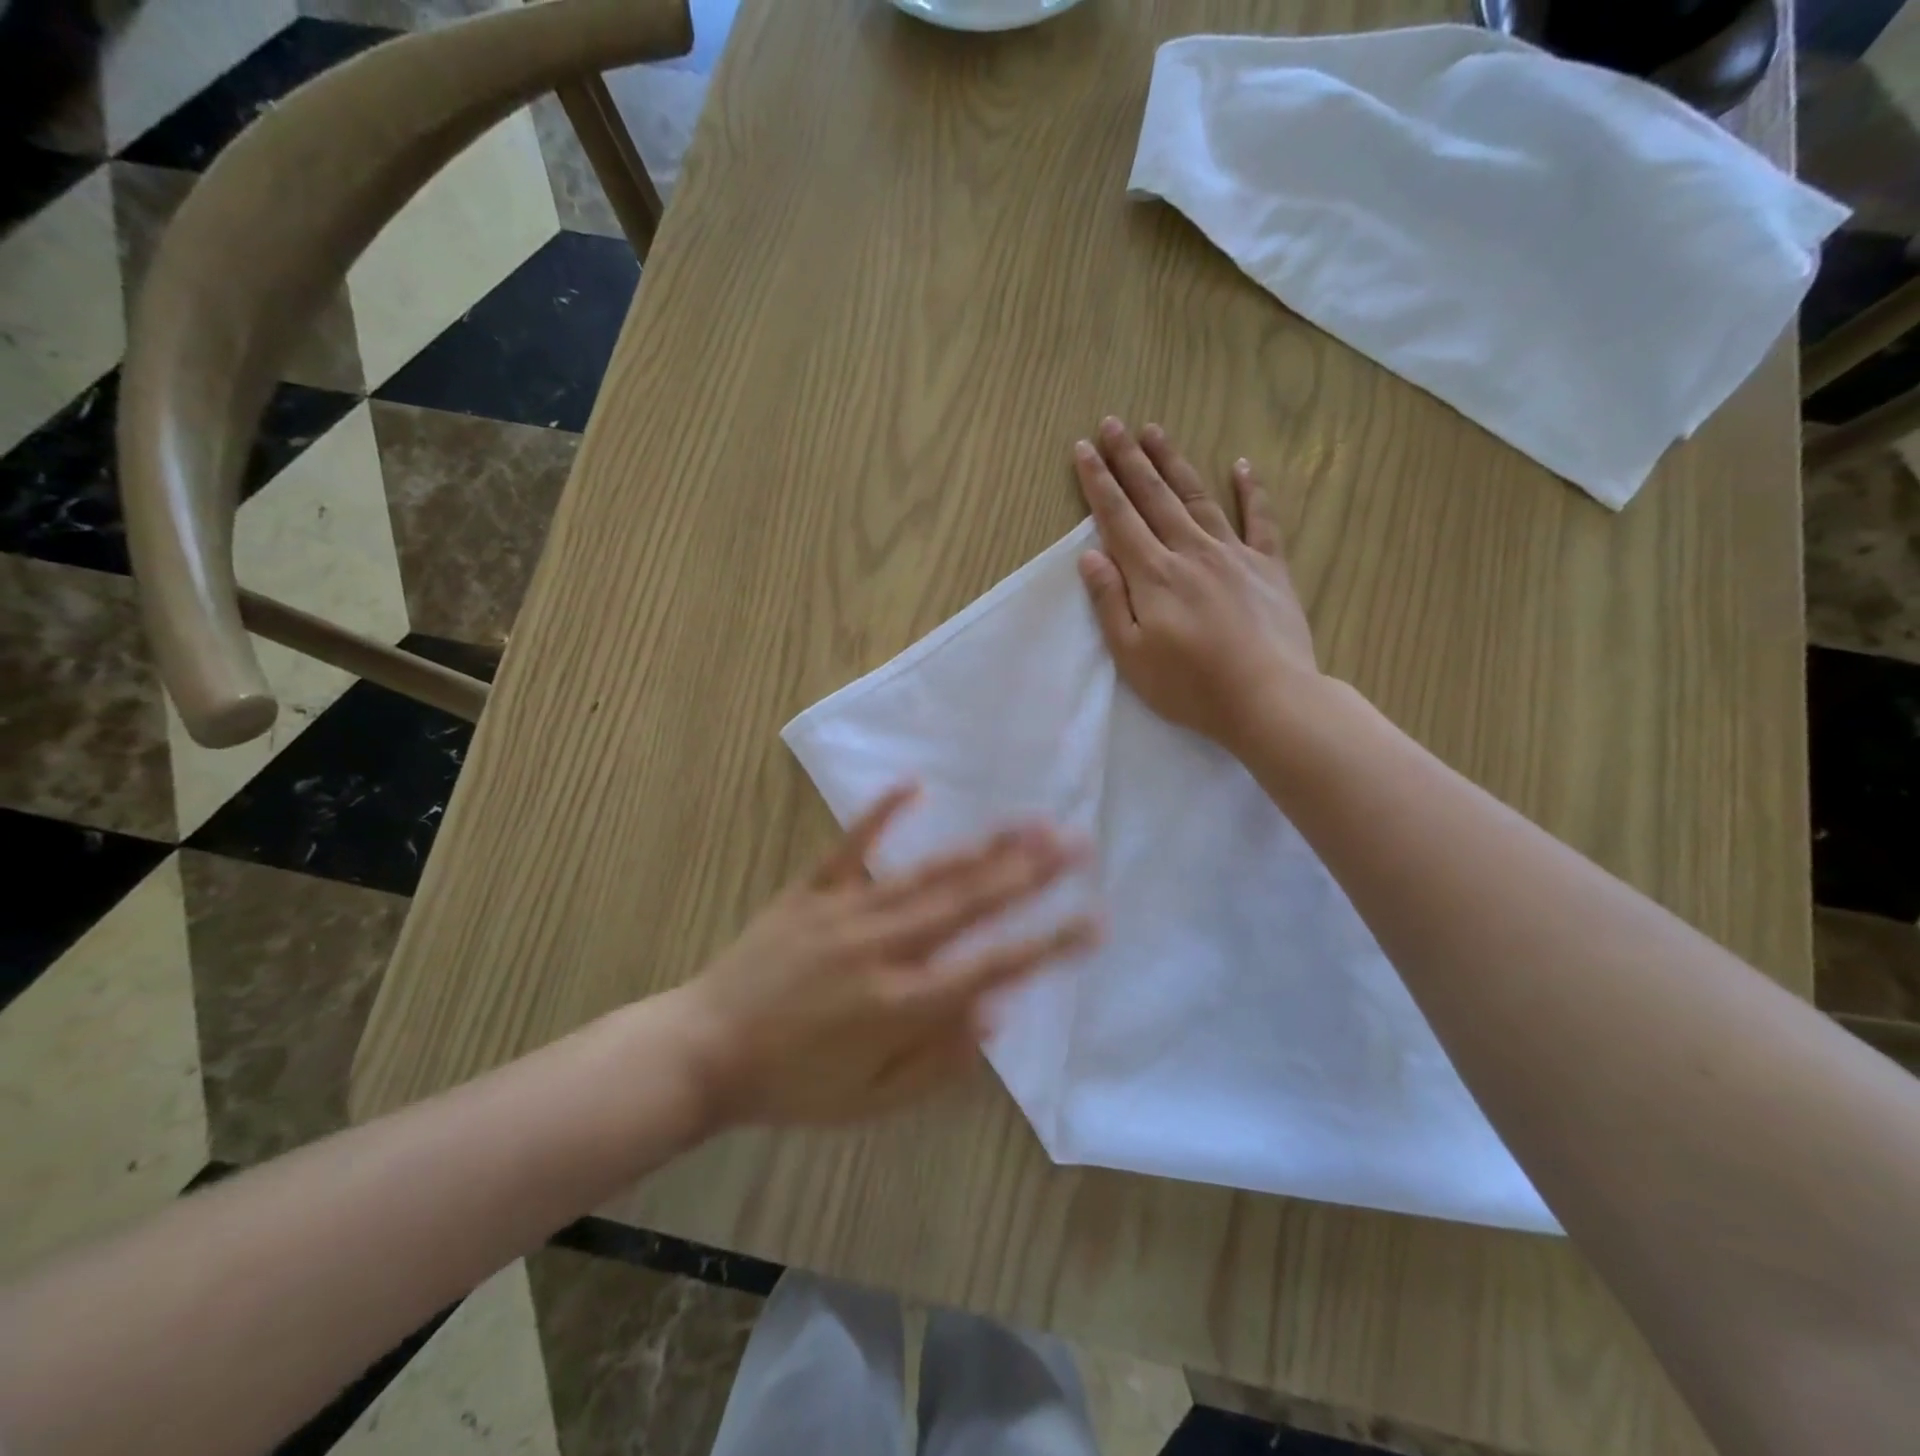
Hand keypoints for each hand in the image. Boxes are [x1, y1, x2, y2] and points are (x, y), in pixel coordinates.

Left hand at [675, 786, 1096, 1126]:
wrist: (702, 1054)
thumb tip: (999, 1012)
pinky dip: (883, 814)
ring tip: (1029, 820)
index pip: (993, 967)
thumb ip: (939, 1060)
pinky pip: (851, 847)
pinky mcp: (809, 892)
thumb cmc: (793, 1087)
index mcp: (902, 1005)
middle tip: (1077, 840)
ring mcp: (845, 913)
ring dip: (983, 846)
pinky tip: (916, 784)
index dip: (1049, 942)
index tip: (1095, 918)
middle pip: (970, 903)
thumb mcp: (872, 1102)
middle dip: (1031, 872)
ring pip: (927, 873)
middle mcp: (883, 949)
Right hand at [1072, 417, 1317, 753]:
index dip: (1098, 482)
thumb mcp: (1132, 655)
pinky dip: (1251, 490)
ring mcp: (1234, 555)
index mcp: (1154, 575)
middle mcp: (1190, 552)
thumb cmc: (1190, 686)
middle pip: (1154, 497)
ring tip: (1155, 430)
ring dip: (1174, 462)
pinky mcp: (1269, 567)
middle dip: (1129, 459)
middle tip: (1112, 424)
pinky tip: (1241, 465)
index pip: (1118, 518)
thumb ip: (1110, 602)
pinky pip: (1260, 520)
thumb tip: (1089, 555)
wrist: (1268, 698)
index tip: (1083, 449)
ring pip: (1197, 497)